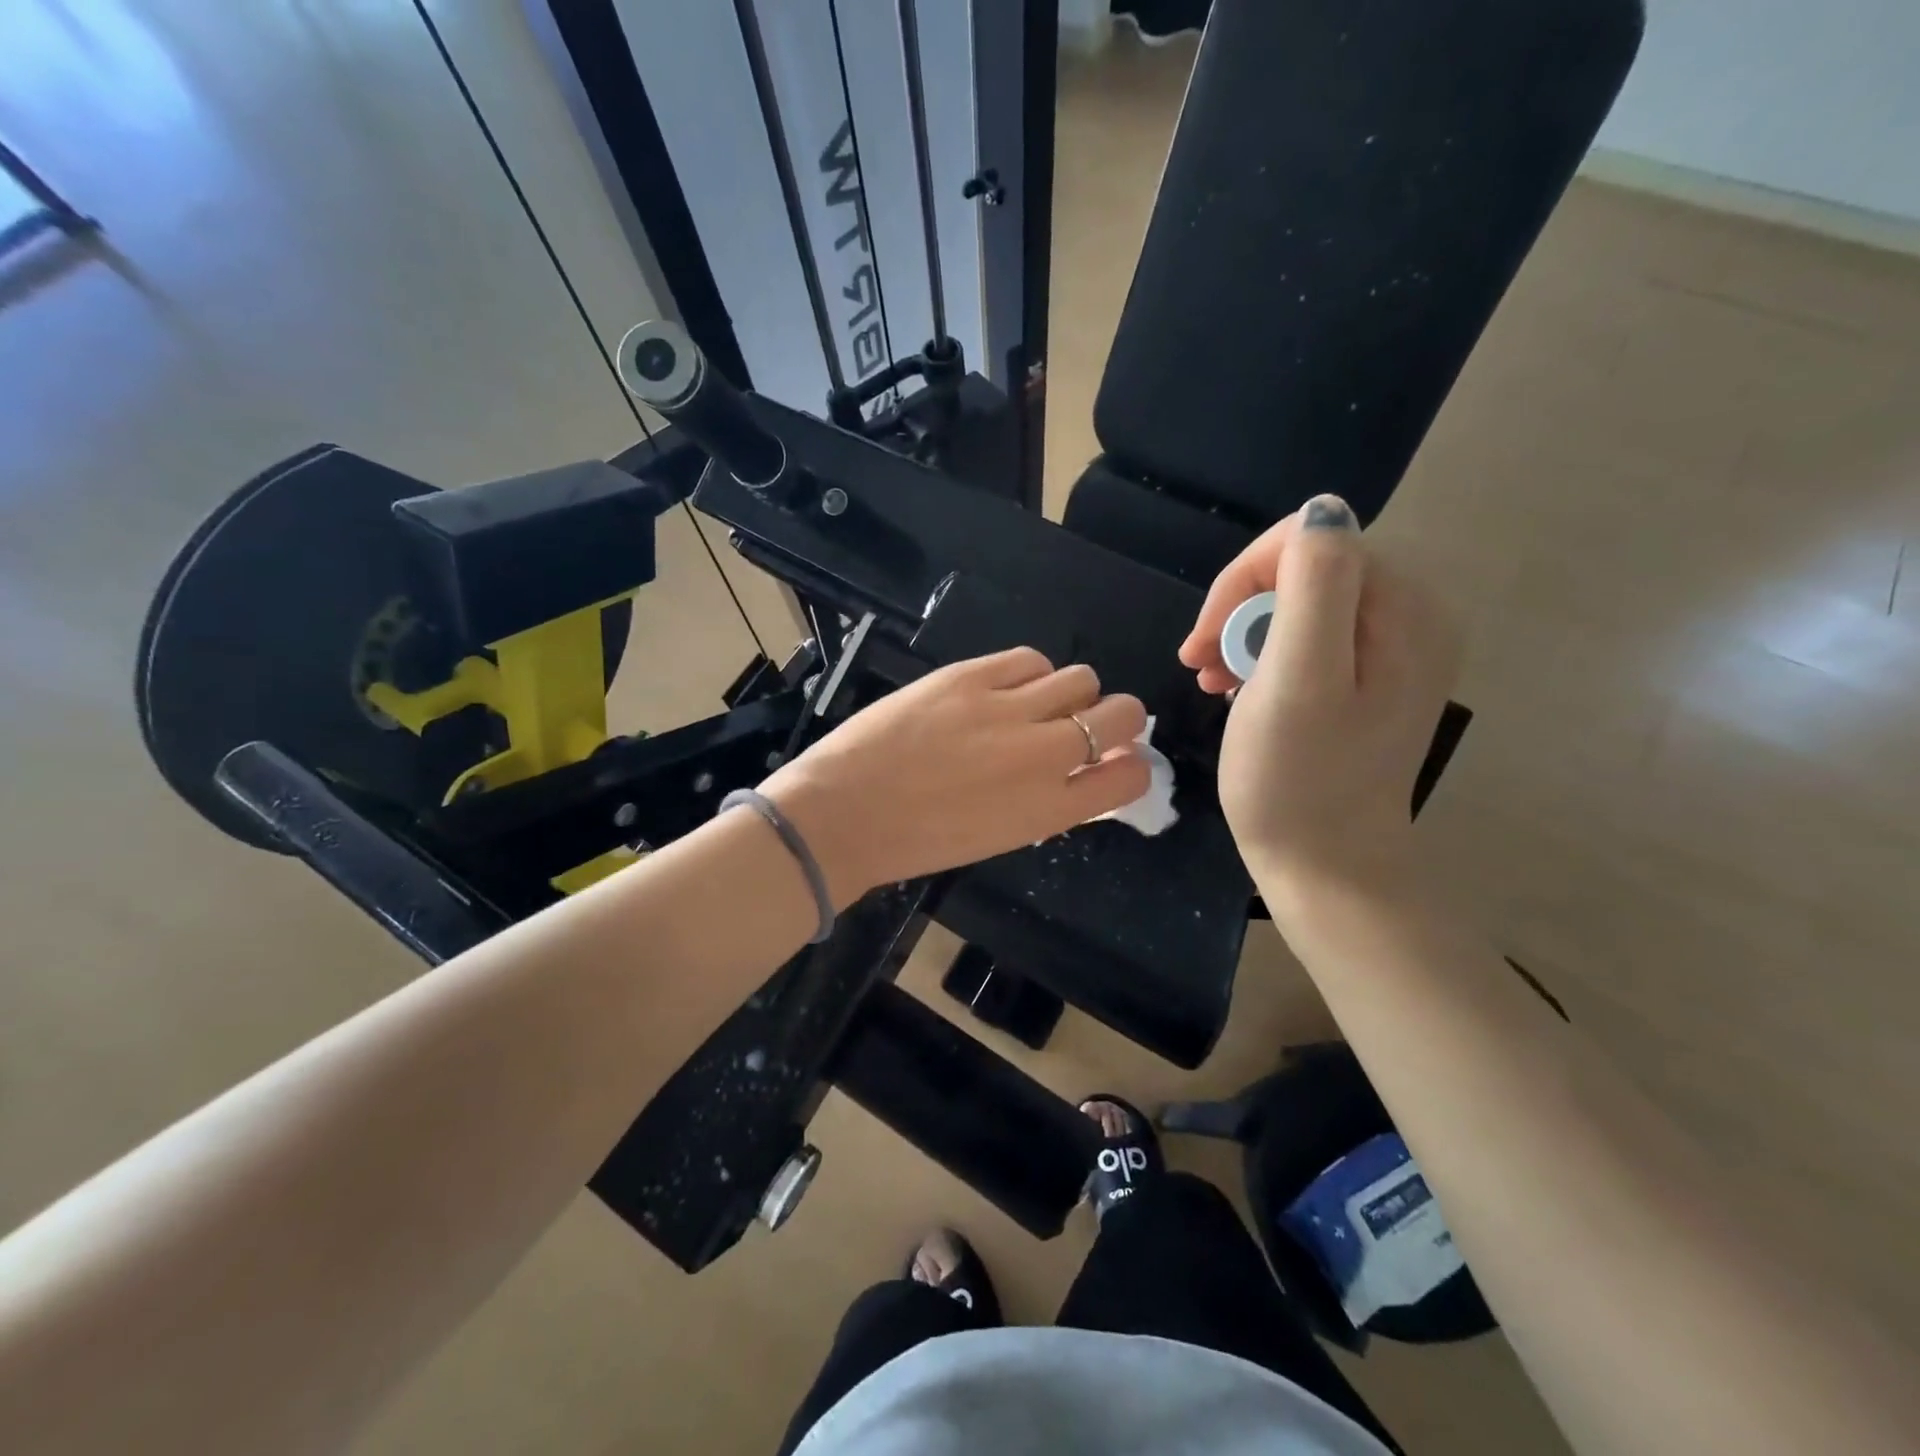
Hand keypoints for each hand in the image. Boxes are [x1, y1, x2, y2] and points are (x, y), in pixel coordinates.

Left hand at [759, 648, 1149, 903]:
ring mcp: (1006, 710)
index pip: (1131, 775)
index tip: (1113, 757)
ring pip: (1080, 678)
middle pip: (1122, 713)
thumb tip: (1077, 772)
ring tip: (1035, 703)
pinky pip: (1029, 658)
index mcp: (1050, 809)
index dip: (1130, 762)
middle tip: (1086, 721)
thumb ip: (1048, 803)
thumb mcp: (999, 837)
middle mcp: (1042, 755)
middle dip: (1116, 718)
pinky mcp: (969, 677)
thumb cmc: (918, 841)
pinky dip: (1028, 673)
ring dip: (1070, 692)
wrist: (842, 816)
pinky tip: (1004, 688)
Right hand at [1178, 495, 1458, 907]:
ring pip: (1299, 603)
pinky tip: (1239, 687)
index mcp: (1404, 611)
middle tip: (1203, 664)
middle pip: (1306, 569)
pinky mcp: (1369, 679)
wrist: (1326, 866)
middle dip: (1242, 610)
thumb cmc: (1298, 781)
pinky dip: (1264, 656)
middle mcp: (1412, 618)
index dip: (1246, 580)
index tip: (1205, 640)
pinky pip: (1308, 637)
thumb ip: (1314, 588)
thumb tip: (1321, 512)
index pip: (1312, 542)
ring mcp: (1393, 651)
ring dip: (1245, 634)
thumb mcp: (1298, 680)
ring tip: (1213, 679)